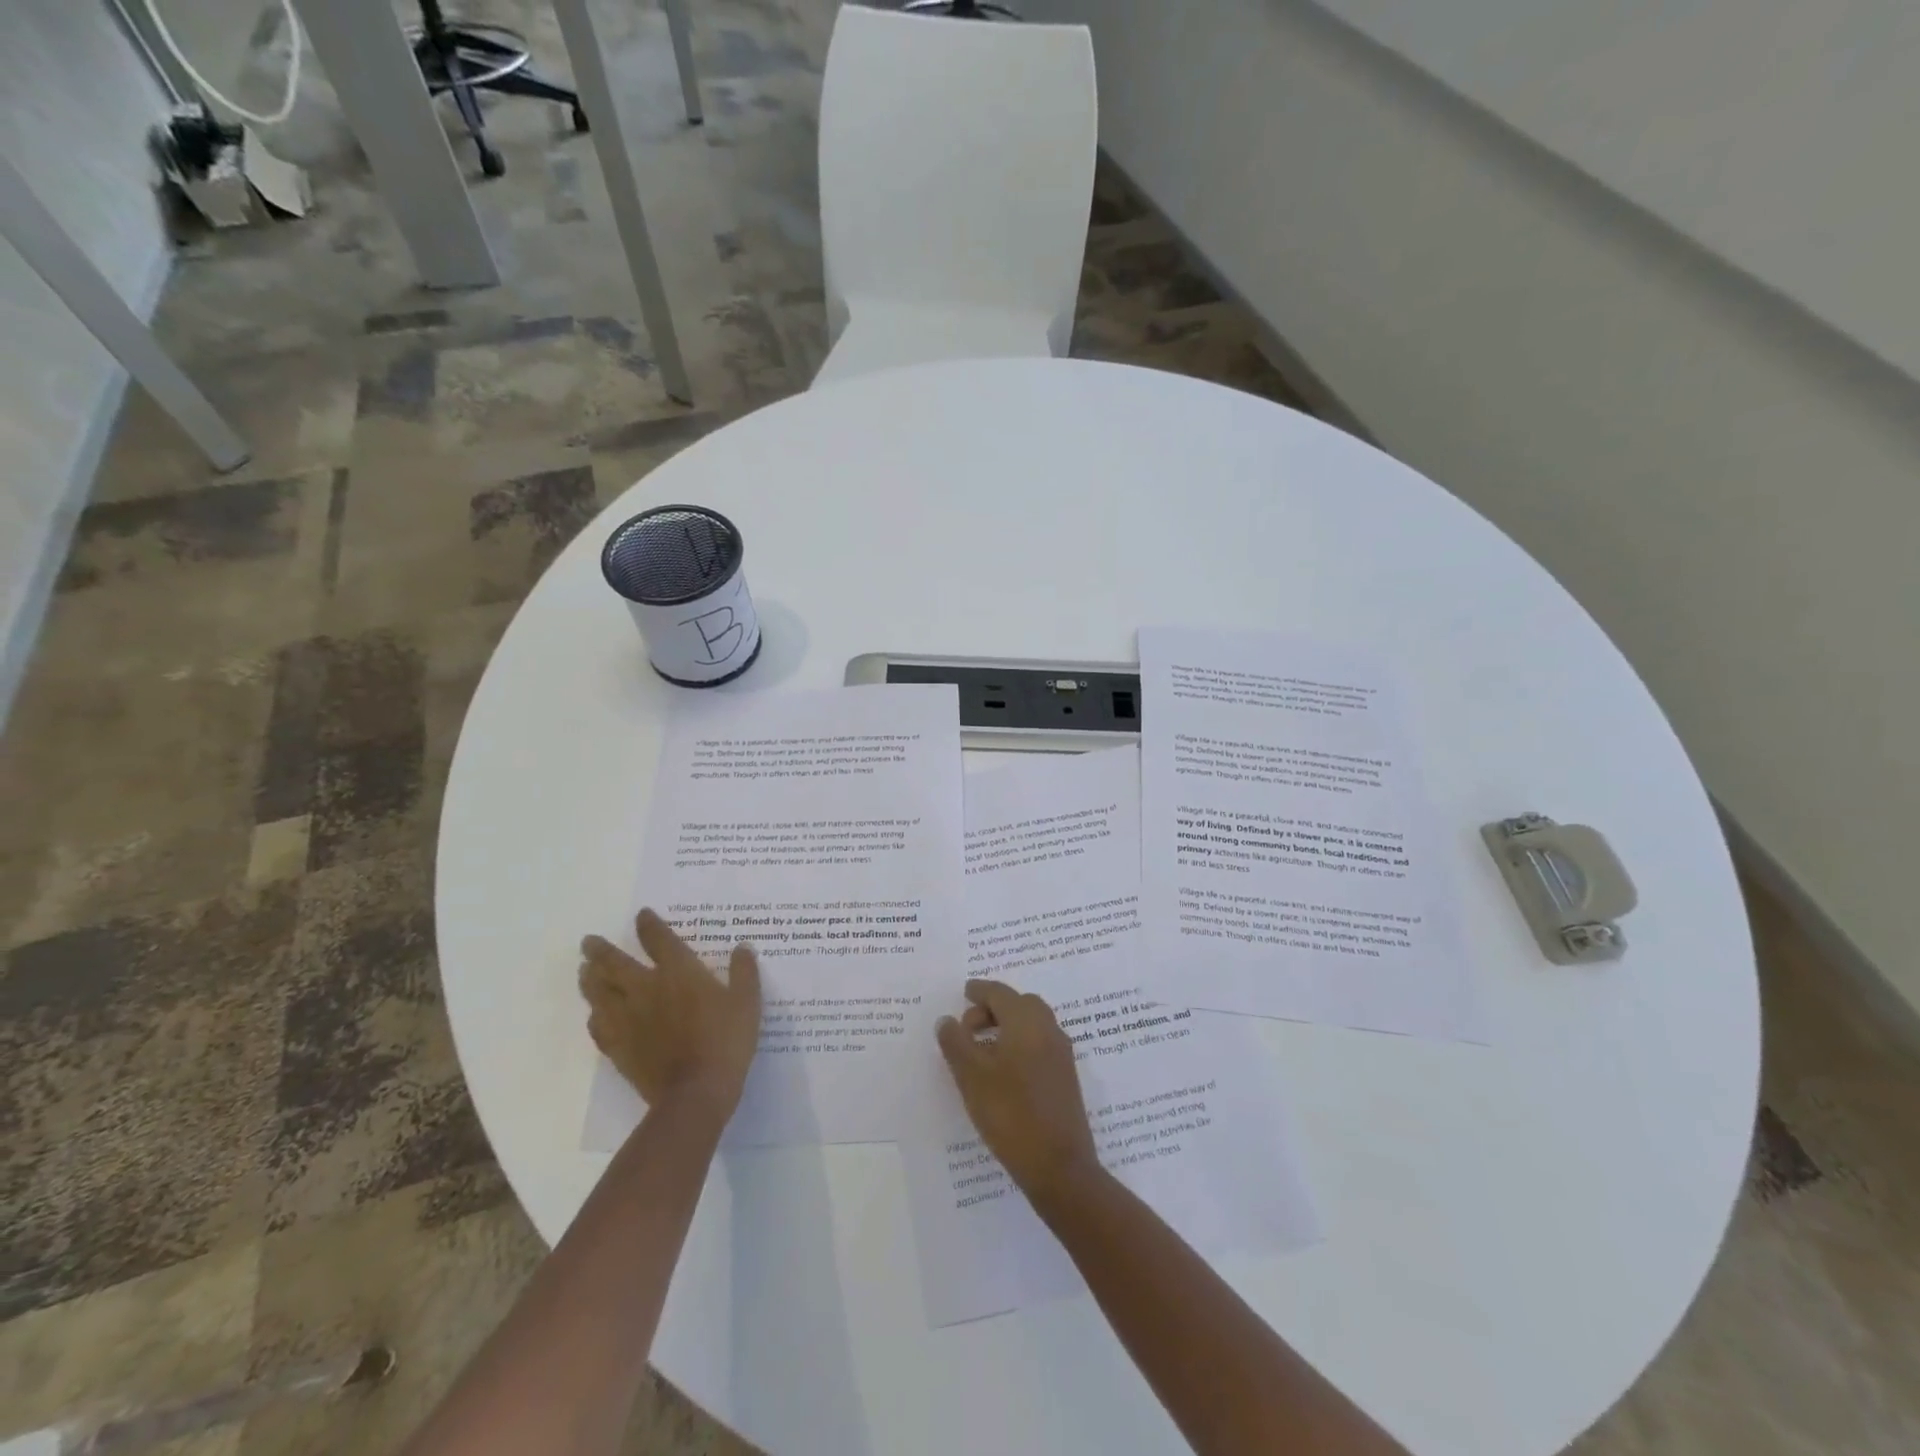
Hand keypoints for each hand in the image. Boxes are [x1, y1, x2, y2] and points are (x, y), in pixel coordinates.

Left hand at [579, 908, 761, 1119]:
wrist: (696, 1092)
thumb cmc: (726, 1041)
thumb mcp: (747, 1002)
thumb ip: (744, 972)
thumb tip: (743, 947)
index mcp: (679, 972)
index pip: (659, 939)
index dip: (649, 925)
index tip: (642, 915)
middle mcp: (647, 989)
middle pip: (615, 964)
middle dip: (600, 950)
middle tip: (588, 941)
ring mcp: (628, 1019)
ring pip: (599, 993)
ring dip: (589, 979)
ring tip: (583, 971)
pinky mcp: (619, 1047)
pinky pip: (598, 1027)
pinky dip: (594, 1017)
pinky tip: (594, 1015)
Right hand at [936, 979, 1099, 1198]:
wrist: (1059, 1166)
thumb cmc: (1011, 1113)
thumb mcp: (972, 1076)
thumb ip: (956, 1042)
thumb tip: (947, 1020)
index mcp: (1027, 1021)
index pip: (1000, 993)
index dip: (979, 991)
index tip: (964, 992)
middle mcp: (1049, 1029)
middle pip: (1019, 1004)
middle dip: (993, 1009)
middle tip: (968, 1028)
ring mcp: (1061, 1053)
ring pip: (1032, 1024)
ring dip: (1007, 1027)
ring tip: (981, 1051)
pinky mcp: (1065, 1076)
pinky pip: (1039, 1044)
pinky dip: (1019, 1043)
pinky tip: (1003, 1071)